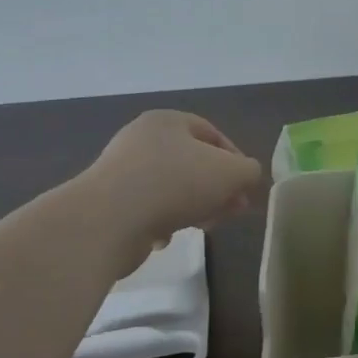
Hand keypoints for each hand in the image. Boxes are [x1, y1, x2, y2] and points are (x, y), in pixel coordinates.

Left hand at [81, 111, 263, 251]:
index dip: (236, 160)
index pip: (212, 134)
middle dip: (217, 188)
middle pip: (193, 163)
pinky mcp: (109, 202)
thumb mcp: (232, 172)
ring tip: (203, 226)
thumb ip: (249, 171)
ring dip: (193, 206)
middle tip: (231, 211)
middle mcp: (141, 139)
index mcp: (168, 121)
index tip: (245, 188)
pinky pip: (147, 209)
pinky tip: (166, 236)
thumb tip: (245, 178)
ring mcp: (121, 170)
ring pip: (172, 188)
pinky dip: (163, 221)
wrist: (109, 221)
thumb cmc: (176, 183)